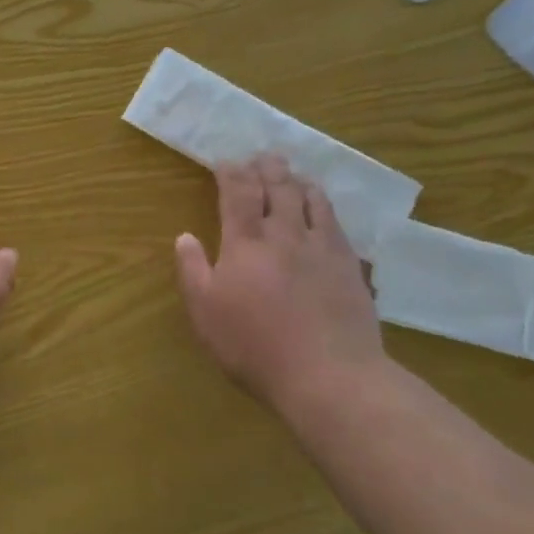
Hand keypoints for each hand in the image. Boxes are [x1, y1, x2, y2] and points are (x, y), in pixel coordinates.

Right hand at [175, 156, 383, 409]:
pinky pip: (336, 222)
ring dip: (298, 180)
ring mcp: (321, 247)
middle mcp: (285, 234)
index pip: (238, 193)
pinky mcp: (349, 265)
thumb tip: (184, 236)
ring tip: (293, 173)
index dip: (231, 172)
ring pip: (311, 199)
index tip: (226, 162)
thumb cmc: (256, 347)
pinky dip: (325, 205)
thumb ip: (192, 271)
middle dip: (267, 168)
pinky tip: (323, 208)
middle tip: (262, 156)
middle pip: (277, 187)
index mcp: (246, 242)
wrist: (330, 376)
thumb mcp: (206, 314)